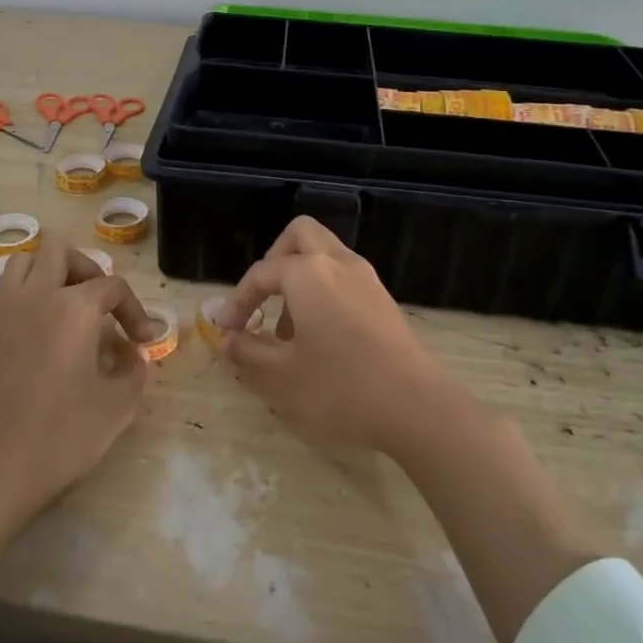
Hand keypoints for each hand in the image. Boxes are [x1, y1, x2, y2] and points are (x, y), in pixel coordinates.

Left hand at [0, 239, 158, 627]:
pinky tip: (26, 325)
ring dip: (46, 274)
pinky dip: (13, 298)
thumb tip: (136, 356)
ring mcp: (0, 314)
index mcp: (74, 309)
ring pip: (20, 263)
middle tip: (99, 304)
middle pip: (60, 252)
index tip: (144, 341)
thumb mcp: (118, 408)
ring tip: (62, 305)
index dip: (135, 310)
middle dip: (86, 269)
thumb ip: (135, 373)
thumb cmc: (62, 437)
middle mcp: (35, 298)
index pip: (112, 287)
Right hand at [218, 217, 459, 458]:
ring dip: (299, 277)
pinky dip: (323, 289)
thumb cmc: (342, 388)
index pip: (261, 274)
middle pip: (300, 235)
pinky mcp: (382, 297)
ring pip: (324, 253)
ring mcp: (365, 277)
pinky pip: (343, 275)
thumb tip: (227, 341)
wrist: (417, 406)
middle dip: (273, 260)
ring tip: (288, 328)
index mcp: (308, 274)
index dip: (238, 301)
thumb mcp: (283, 376)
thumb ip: (248, 353)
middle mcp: (337, 263)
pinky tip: (320, 335)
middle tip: (262, 299)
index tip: (225, 332)